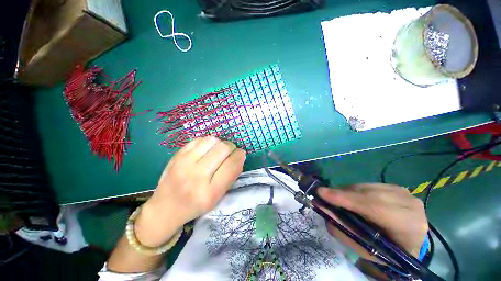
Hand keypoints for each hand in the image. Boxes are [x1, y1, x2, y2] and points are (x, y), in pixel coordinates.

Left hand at [135, 136, 245, 246]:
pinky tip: (206, 150)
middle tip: (230, 151)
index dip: (240, 155)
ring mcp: (184, 164)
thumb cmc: (196, 205)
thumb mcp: (217, 197)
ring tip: (217, 150)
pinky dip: (206, 142)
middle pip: (223, 149)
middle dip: (231, 147)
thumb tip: (239, 156)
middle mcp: (196, 176)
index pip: (232, 165)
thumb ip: (230, 176)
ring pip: (211, 140)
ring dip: (219, 143)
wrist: (166, 208)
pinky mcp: (176, 156)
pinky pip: (198, 139)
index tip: (241, 153)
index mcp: (210, 192)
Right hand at [318, 184, 427, 260]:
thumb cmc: (385, 251)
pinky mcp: (397, 187)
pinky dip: (355, 190)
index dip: (346, 199)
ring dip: (347, 192)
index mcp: (409, 228)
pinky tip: (350, 197)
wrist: (408, 243)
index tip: (321, 193)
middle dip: (343, 194)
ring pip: (367, 187)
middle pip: (369, 194)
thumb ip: (342, 229)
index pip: (375, 208)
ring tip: (335, 198)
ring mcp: (405, 193)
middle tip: (323, 195)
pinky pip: (369, 185)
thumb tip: (321, 208)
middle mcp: (410, 205)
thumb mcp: (363, 247)